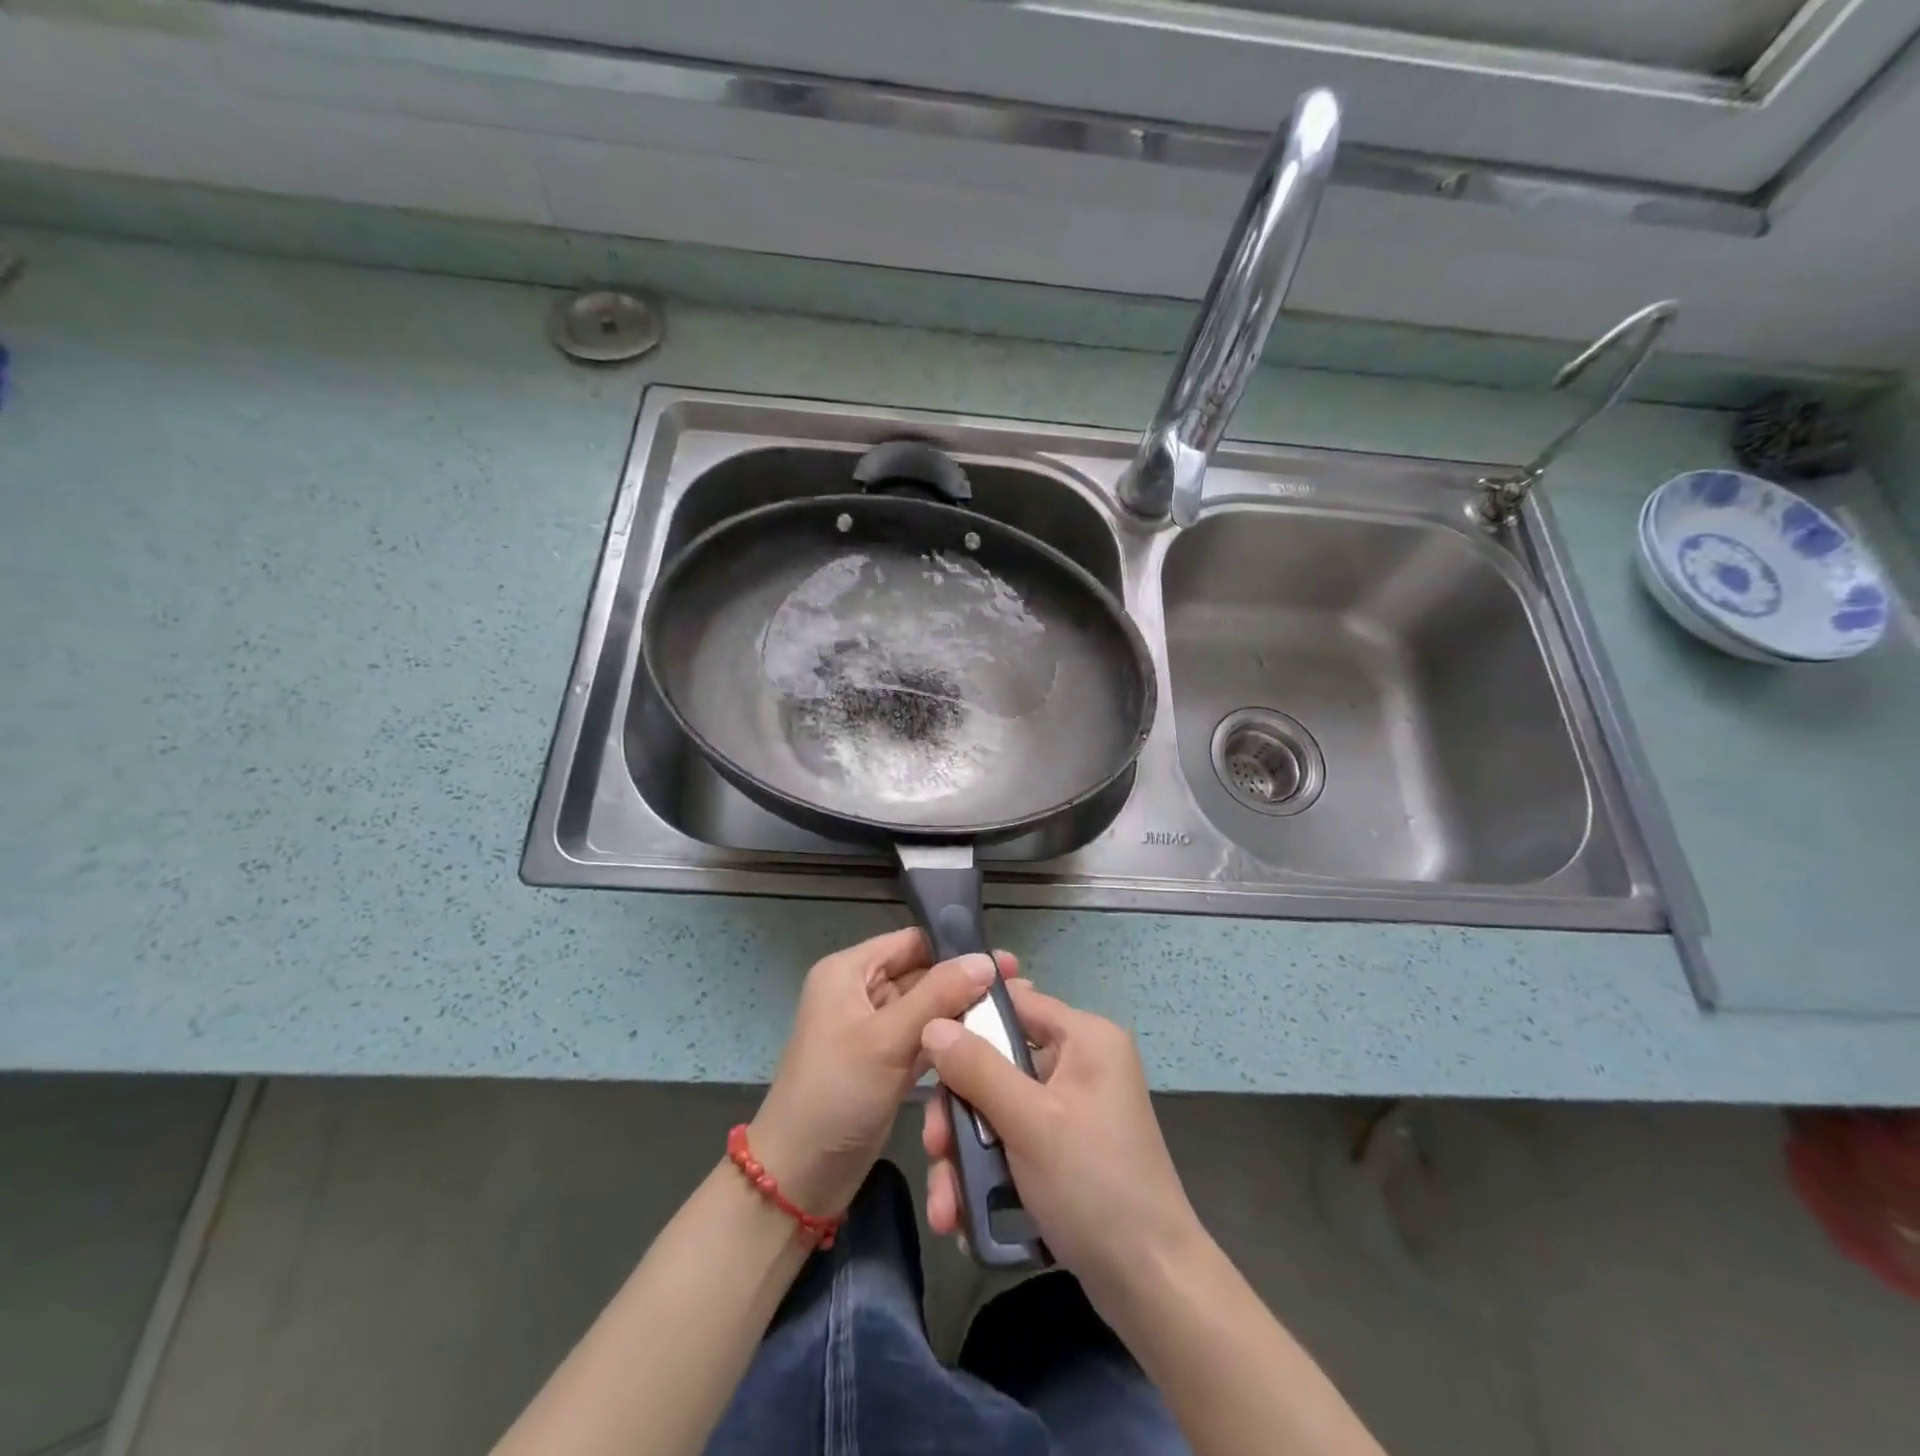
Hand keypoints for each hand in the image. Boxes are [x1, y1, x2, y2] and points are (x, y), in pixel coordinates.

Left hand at [749, 928, 1013, 1217]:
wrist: (799, 1177)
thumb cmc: (836, 1094)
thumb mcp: (886, 1039)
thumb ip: (937, 996)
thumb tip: (986, 960)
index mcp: (849, 972)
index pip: (910, 942)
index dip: (954, 947)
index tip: (1003, 960)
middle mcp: (861, 992)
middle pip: (922, 974)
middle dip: (965, 981)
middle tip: (1019, 987)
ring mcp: (874, 1030)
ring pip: (927, 1008)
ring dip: (963, 1011)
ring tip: (1013, 1011)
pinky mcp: (887, 1062)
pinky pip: (925, 1039)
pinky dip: (951, 1040)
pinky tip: (989, 1041)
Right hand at [920, 981, 1202, 1305]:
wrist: (1151, 1285)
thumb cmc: (1094, 1185)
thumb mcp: (1029, 1122)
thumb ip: (977, 1069)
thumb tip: (932, 1024)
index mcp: (1086, 1038)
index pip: (1016, 1003)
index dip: (968, 1021)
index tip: (924, 1050)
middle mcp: (1080, 1064)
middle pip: (998, 1063)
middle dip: (960, 1112)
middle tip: (935, 1148)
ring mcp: (1072, 1110)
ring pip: (999, 1110)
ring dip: (966, 1155)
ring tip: (944, 1206)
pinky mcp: (1064, 1151)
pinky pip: (1014, 1143)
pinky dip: (987, 1174)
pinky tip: (963, 1216)